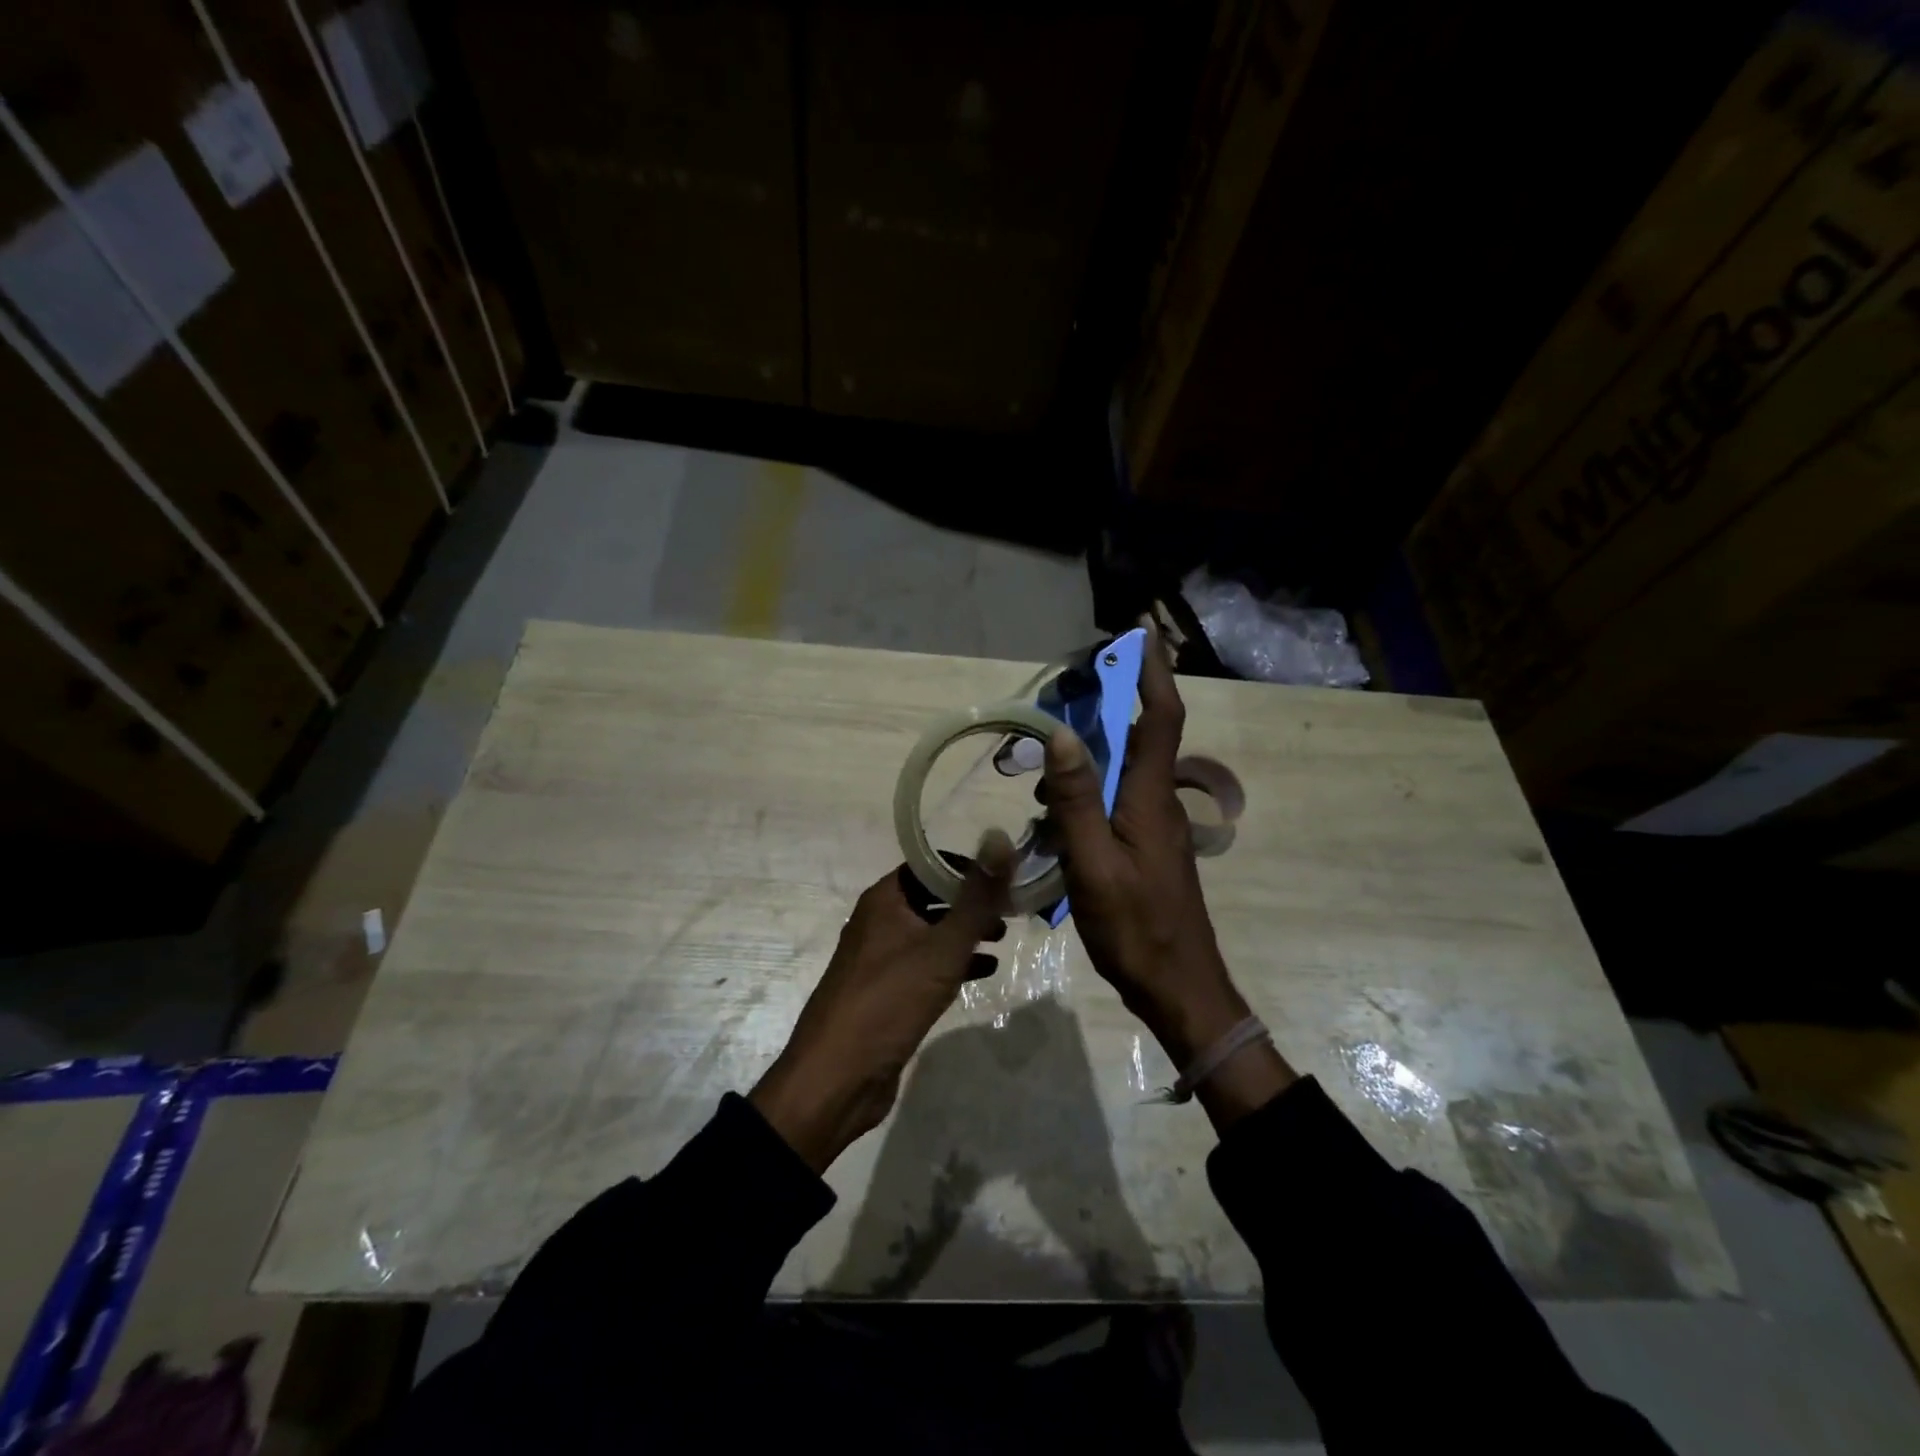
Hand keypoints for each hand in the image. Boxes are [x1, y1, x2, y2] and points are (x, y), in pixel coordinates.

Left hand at [750, 832, 1013, 1172]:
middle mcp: (879, 922)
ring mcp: (880, 959)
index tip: (1003, 878)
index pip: (928, 864)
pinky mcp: (886, 993)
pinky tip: (983, 973)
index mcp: (884, 900)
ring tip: (1001, 939)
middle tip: (1009, 911)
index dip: (966, 867)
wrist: (836, 1079)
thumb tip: (1000, 839)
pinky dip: (953, 963)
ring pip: (930, 932)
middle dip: (970, 902)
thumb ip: (977, 897)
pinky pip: (925, 965)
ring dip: (964, 933)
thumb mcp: (942, 947)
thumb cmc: (889, 1001)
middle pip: (931, 897)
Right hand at [1043, 626, 1294, 1122]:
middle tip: (1073, 682)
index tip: (1140, 631)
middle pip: (1141, 734)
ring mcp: (1153, 826)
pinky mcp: (1144, 847)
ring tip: (1048, 752)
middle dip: (1115, 698)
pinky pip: (1116, 798)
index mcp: (1150, 798)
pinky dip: (1089, 785)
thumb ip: (1076, 800)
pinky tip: (1057, 805)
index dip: (1153, 672)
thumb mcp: (1093, 864)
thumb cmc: (1135, 927)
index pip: (1160, 717)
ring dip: (1094, 747)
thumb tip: (1061, 734)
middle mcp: (1157, 802)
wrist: (1178, 986)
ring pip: (1125, 768)